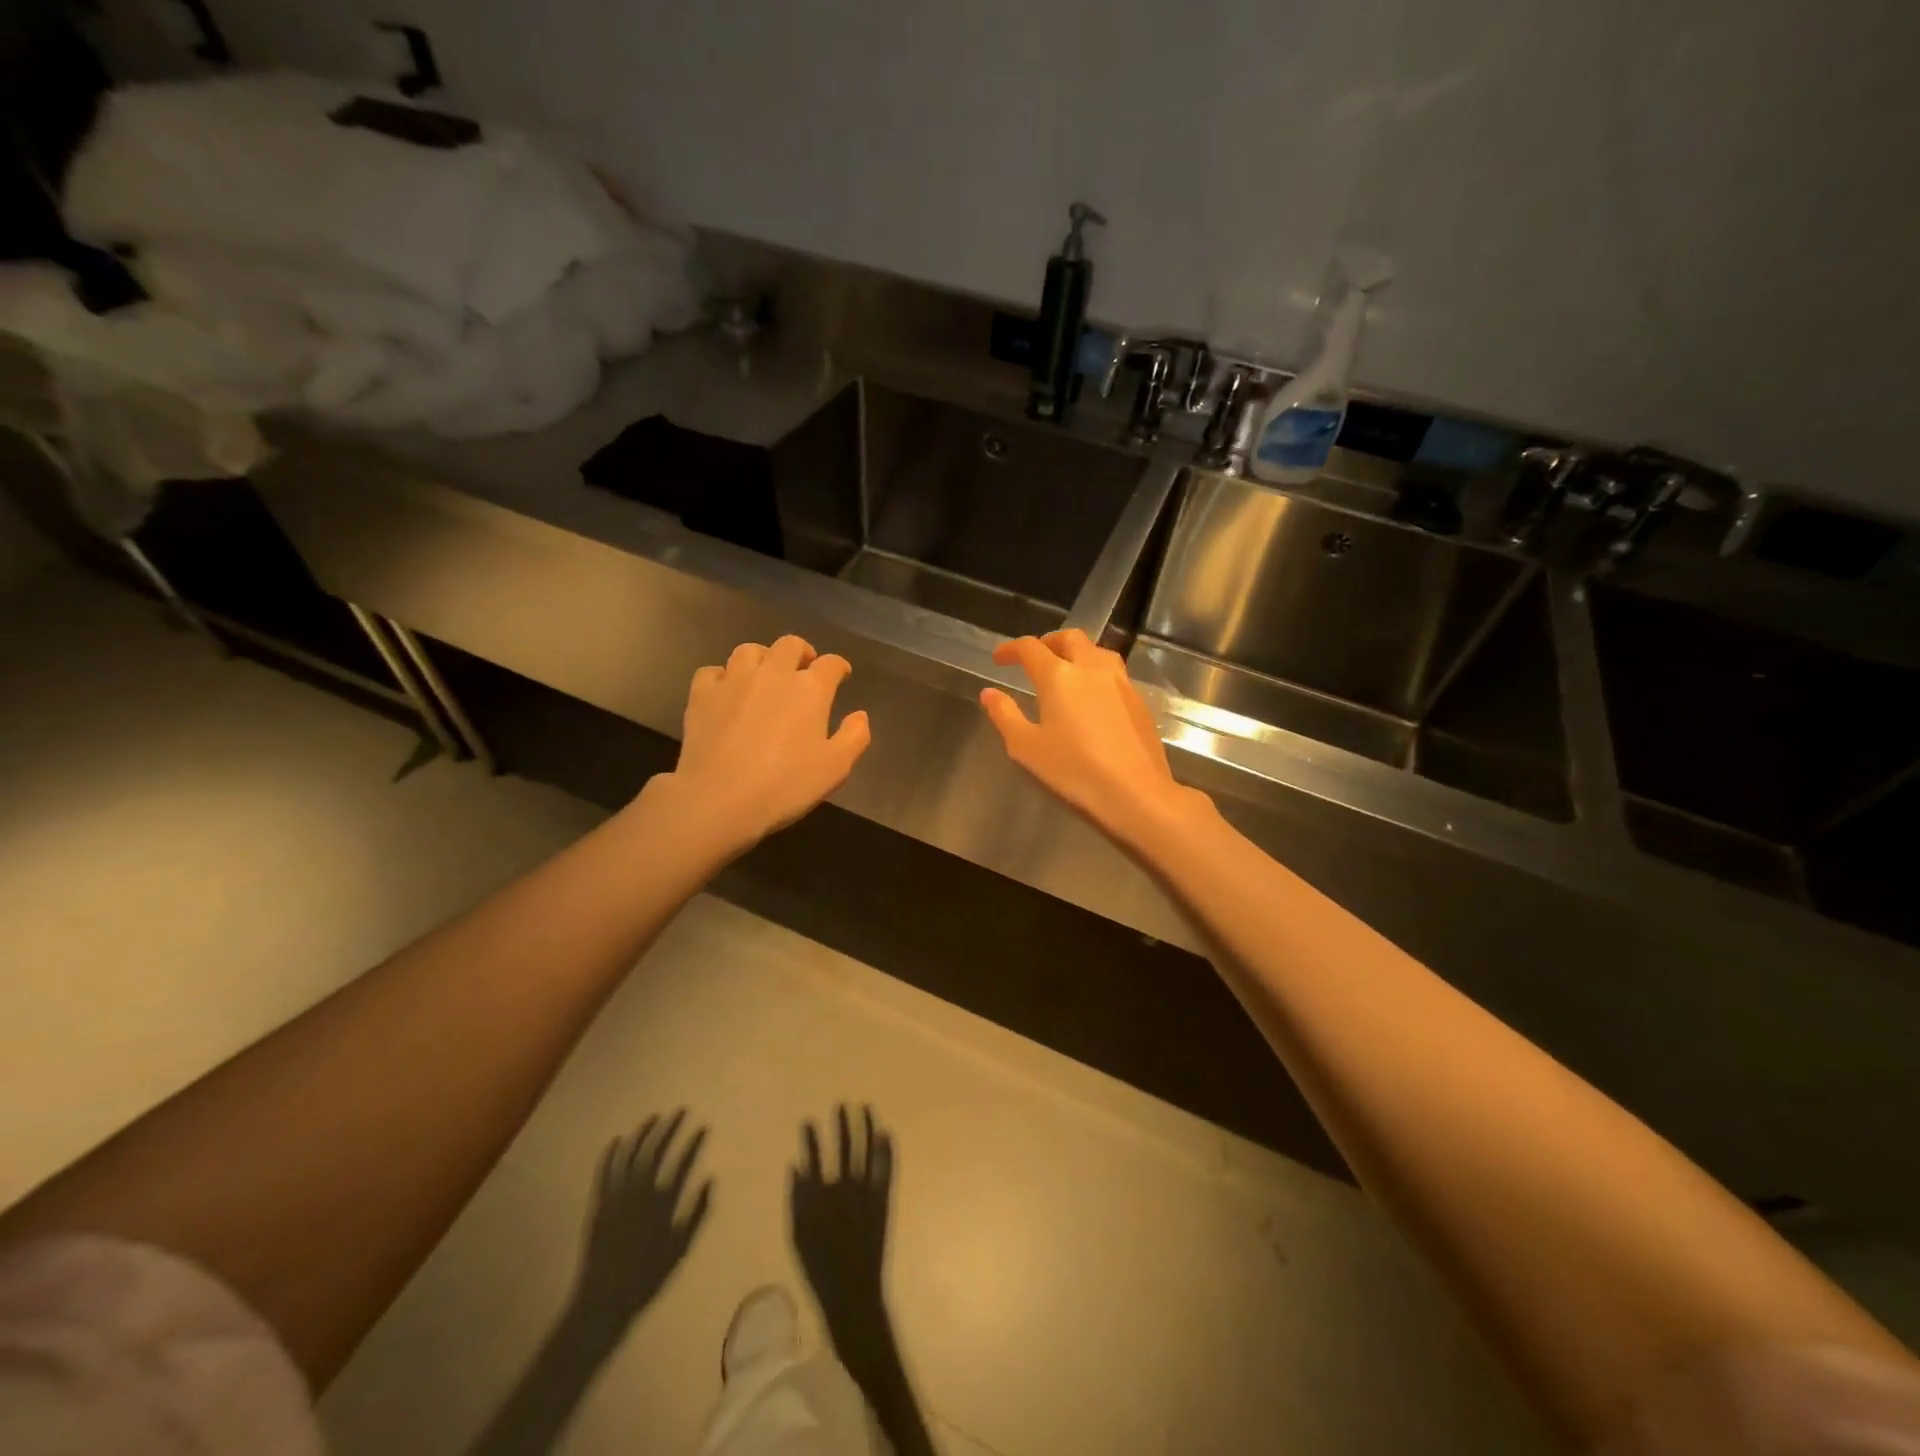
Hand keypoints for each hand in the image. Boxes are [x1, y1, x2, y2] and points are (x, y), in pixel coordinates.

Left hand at [567, 1111, 711, 1343]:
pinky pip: (604, 1173)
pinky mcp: (599, 1205)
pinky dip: (610, 1154)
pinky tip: (617, 1140)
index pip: (682, 1163)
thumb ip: (697, 1213)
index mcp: (662, 1203)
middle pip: (656, 1151)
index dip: (694, 1143)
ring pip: (630, 1156)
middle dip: (669, 1128)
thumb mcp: (680, 1248)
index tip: (703, 1126)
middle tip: (680, 1111)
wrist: (603, 1301)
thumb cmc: (647, 1277)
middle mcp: (640, 1193)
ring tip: (653, 1117)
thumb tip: (710, 1179)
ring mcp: (617, 1197)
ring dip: (642, 1133)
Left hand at [663, 635, 871, 848]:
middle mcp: (773, 673)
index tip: (841, 676)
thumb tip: (859, 715)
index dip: (839, 667)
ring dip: (763, 658)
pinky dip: (724, 676)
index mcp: (810, 688)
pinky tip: (727, 692)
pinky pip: (713, 671)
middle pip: (790, 645)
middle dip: (802, 653)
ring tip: (765, 676)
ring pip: (749, 650)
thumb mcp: (836, 768)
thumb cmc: (786, 785)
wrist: (719, 799)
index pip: (831, 663)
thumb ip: (854, 736)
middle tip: (804, 671)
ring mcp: (734, 680)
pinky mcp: (702, 694)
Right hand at [790, 1105, 893, 1348]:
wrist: (852, 1293)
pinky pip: (886, 1169)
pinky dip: (887, 1150)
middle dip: (843, 1124)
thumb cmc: (819, 1268)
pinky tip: (886, 1132)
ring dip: (866, 1127)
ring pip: (867, 1150)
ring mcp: (866, 1192)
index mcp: (820, 1196)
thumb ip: (796, 1199)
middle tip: (841, 1104)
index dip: (810, 1138)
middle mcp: (844, 1188)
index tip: (808, 1120)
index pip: (813, 1158)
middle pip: (844, 1147)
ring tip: (865, 1107)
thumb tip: (795, 1166)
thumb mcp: (797, 1236)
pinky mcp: (883, 1200)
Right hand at [980, 629, 1208, 850]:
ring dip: (1077, 653)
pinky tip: (1092, 696)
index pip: (1031, 648)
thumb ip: (1005, 715)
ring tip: (1066, 671)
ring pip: (1097, 651)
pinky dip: (1096, 672)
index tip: (999, 660)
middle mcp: (1091, 668)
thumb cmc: (1074, 770)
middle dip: (1048, 642)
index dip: (1011, 649)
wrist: (1135, 792)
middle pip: (1069, 638)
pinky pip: (1113, 672)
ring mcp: (1120, 682)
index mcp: (1058, 675)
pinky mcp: (1139, 700)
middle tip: (1034, 659)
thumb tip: (989, 693)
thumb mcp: (1026, 747)